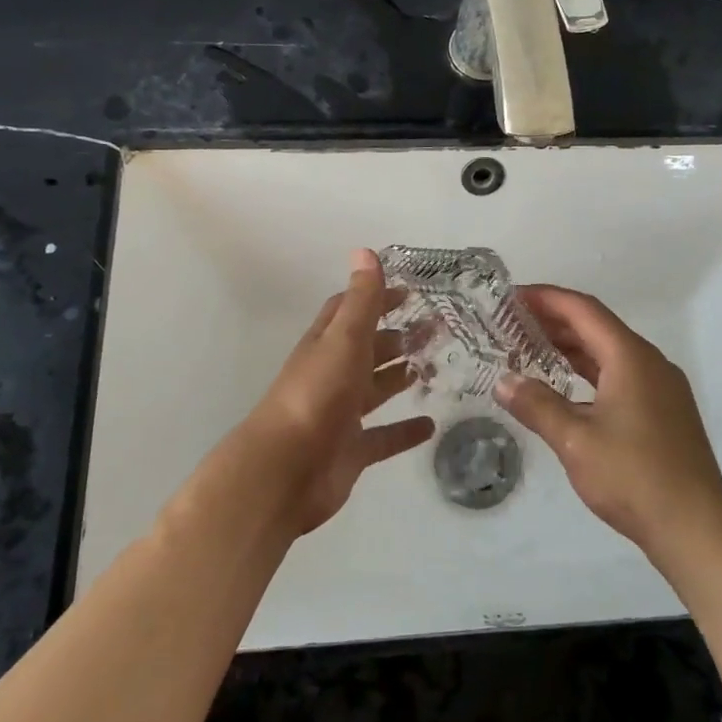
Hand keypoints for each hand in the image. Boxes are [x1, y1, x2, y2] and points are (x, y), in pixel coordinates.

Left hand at [245, 249, 434, 535]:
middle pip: (366, 350)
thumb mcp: (343, 339)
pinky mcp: (352, 451)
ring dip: (399, 377)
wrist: (286, 471)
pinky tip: (430, 425)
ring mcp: (341, 415)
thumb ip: (361, 300)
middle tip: (434, 329)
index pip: (350, 311)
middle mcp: (332, 375)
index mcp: (326, 345)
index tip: (410, 292)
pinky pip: (383, 437)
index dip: (376, 298)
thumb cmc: (317, 395)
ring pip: (375, 390)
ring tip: (433, 366)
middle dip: (395, 337)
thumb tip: (364, 250)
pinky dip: (404, 431)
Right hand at [497, 286, 721, 565]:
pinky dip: (590, 372)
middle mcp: (650, 362)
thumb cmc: (634, 477)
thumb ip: (537, 405)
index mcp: (631, 357)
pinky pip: (621, 375)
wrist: (697, 529)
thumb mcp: (575, 441)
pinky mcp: (665, 411)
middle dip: (555, 321)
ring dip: (572, 347)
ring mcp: (662, 387)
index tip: (513, 296)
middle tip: (514, 322)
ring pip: (610, 352)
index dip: (546, 298)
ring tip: (532, 349)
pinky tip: (568, 388)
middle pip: (597, 327)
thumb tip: (503, 381)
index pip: (583, 310)